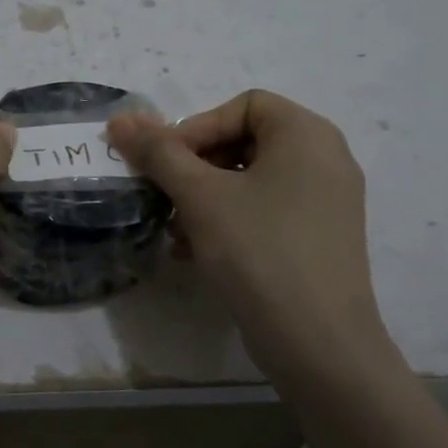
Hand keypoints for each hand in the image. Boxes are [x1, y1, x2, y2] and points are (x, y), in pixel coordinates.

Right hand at [108, 91, 395, 384]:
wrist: (317, 341)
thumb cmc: (258, 251)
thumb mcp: (200, 196)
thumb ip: (158, 152)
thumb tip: (121, 119)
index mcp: (306, 134)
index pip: (242, 106)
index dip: (197, 128)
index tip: (167, 165)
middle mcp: (325, 159)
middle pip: (244, 141)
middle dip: (195, 168)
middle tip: (166, 198)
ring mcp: (326, 202)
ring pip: (250, 181)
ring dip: (204, 199)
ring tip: (176, 232)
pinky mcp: (319, 239)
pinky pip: (266, 211)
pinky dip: (229, 222)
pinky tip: (197, 253)